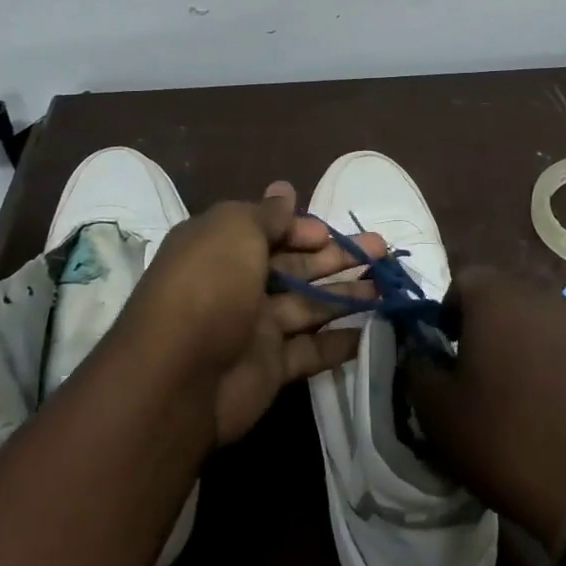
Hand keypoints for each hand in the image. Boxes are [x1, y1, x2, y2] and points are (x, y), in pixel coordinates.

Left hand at [120, 183, 383, 444]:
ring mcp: (254, 327)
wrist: (180, 377)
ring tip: (386, 289)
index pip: (270, 231)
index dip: (303, 230)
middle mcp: (238, 283)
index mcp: (223, 246)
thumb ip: (267, 214)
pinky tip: (372, 332)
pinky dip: (340, 342)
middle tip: (382, 251)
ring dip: (347, 295)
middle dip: (337, 257)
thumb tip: (284, 188)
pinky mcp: (269, 368)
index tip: (331, 234)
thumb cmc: (210, 285)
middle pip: (295, 266)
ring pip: (309, 306)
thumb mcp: (235, 230)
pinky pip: (311, 350)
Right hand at [404, 268, 565, 550]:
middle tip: (474, 372)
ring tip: (513, 394)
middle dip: (483, 326)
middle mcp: (540, 296)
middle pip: (501, 297)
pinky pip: (565, 348)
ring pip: (535, 322)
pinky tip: (550, 409)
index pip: (461, 280)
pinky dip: (552, 366)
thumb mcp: (438, 412)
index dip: (447, 312)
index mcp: (495, 297)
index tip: (445, 352)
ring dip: (520, 345)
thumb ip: (418, 370)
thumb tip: (418, 354)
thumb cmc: (506, 439)